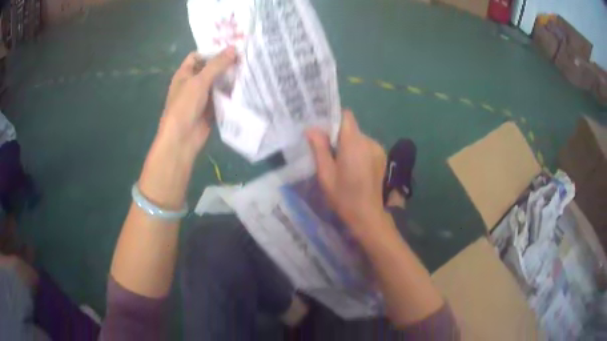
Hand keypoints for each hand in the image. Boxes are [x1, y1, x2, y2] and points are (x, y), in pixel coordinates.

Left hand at [158, 47, 236, 156]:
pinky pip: (223, 96)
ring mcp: (203, 96)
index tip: (231, 45)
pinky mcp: (211, 108)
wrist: (182, 139)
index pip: (198, 56)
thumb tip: (234, 48)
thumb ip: (216, 65)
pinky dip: (232, 92)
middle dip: (226, 63)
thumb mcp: (199, 82)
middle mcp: (193, 83)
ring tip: (250, 67)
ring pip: (218, 82)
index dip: (212, 49)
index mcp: (185, 74)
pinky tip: (246, 85)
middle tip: (247, 54)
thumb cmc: (184, 106)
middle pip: (211, 68)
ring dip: (231, 77)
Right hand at [306, 110, 387, 235]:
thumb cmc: (344, 197)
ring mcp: (377, 149)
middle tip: (327, 152)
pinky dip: (358, 151)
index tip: (323, 131)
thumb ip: (319, 148)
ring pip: (358, 138)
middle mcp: (368, 141)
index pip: (346, 116)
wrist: (368, 215)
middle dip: (338, 135)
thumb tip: (311, 129)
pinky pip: (366, 146)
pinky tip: (354, 169)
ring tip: (341, 163)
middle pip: (351, 128)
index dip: (333, 119)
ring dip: (348, 145)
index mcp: (354, 143)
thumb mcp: (325, 174)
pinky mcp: (382, 157)